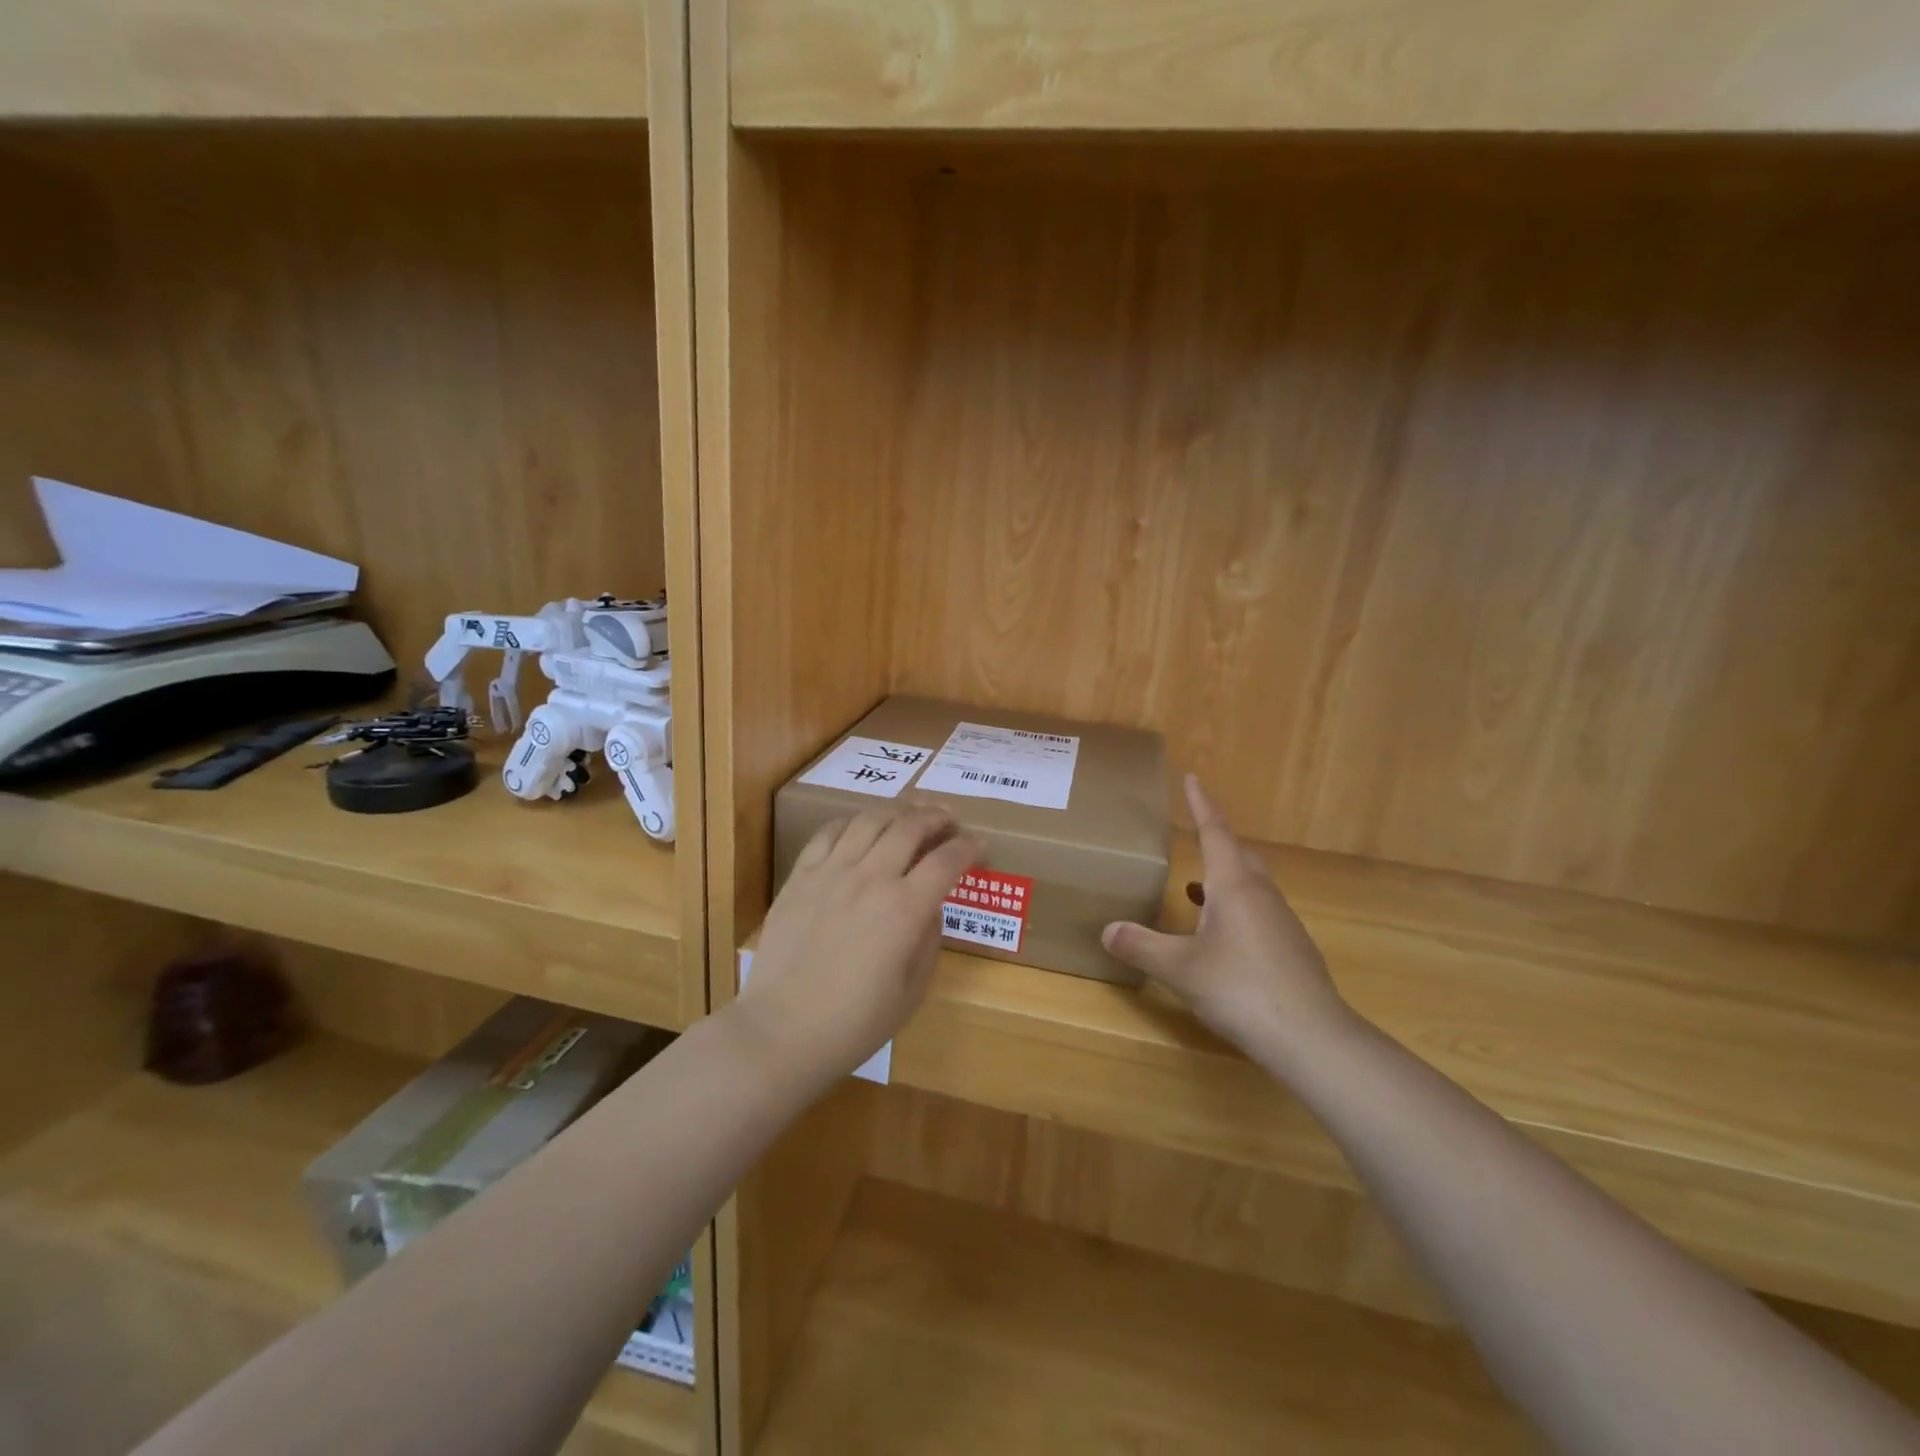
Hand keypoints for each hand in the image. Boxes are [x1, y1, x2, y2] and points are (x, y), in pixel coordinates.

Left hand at [734, 804, 981, 1091]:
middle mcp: (871, 878)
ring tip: (909, 815)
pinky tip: (861, 827)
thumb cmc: (856, 1022)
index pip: (947, 861)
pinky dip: (852, 822)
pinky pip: (829, 832)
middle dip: (937, 817)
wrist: (783, 1029)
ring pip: (870, 820)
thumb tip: (930, 906)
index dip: (969, 847)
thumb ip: (929, 939)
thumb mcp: (913, 989)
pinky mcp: (801, 875)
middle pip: (911, 826)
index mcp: (905, 909)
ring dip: (897, 812)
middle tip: (949, 819)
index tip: (979, 845)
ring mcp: (832, 872)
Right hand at [1102, 775, 1351, 1056]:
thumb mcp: (1180, 969)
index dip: (1202, 805)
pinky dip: (1236, 909)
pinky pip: (1259, 912)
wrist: (1312, 1037)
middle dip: (1215, 841)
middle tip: (1193, 835)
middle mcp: (1261, 895)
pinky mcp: (1291, 949)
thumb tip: (1107, 930)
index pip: (1215, 832)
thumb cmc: (1241, 988)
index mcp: (1234, 886)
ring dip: (1224, 879)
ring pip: (1251, 885)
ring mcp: (1282, 922)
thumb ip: (1142, 946)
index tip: (1192, 778)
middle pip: (1238, 855)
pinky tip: (1220, 936)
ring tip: (1195, 889)